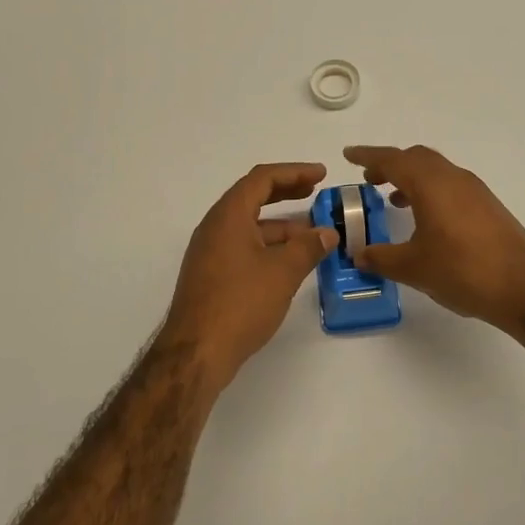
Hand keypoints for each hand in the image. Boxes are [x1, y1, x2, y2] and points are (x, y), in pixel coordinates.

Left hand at [162, 162, 338, 388]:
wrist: (196, 352)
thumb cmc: (240, 303)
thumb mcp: (283, 272)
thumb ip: (308, 247)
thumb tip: (327, 233)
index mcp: (228, 216)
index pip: (262, 179)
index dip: (294, 172)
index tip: (321, 175)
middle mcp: (215, 227)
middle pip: (253, 197)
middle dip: (286, 193)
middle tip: (316, 193)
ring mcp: (210, 252)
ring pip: (249, 226)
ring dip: (280, 225)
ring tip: (313, 234)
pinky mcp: (211, 275)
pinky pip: (243, 247)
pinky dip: (268, 245)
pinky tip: (290, 262)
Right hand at [343, 145, 524, 332]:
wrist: (524, 287)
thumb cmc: (463, 270)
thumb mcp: (413, 268)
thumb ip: (381, 258)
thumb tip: (359, 254)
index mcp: (431, 184)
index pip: (393, 160)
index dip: (368, 156)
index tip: (349, 155)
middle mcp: (453, 178)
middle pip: (416, 158)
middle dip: (391, 165)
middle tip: (370, 180)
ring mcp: (475, 191)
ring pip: (436, 171)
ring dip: (412, 179)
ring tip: (394, 200)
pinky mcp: (488, 207)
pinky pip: (451, 186)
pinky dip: (431, 192)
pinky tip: (426, 220)